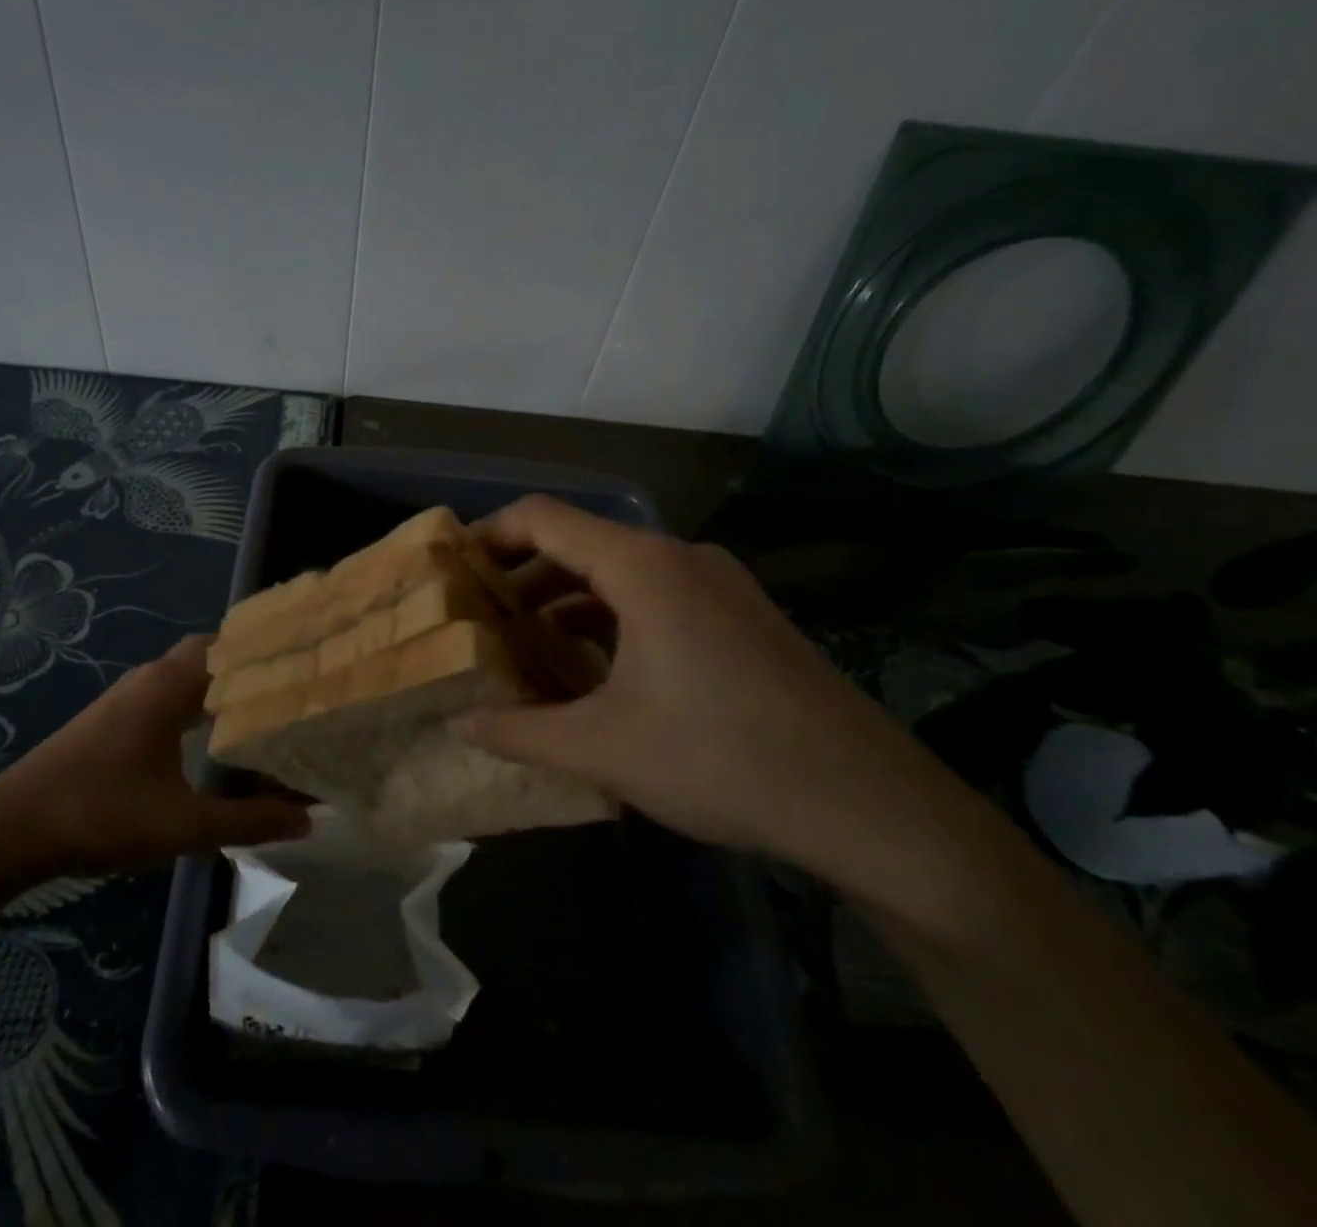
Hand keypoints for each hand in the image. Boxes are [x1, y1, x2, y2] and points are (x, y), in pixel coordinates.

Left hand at [0, 636, 309, 884]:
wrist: (12, 829)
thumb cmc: (101, 813)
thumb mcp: (183, 824)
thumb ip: (247, 819)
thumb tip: (306, 818)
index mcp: (170, 685)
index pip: (231, 648)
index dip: (270, 652)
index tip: (310, 662)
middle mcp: (152, 676)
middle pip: (211, 652)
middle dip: (249, 665)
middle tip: (293, 685)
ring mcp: (129, 694)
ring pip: (188, 671)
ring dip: (222, 682)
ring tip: (266, 705)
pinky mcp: (115, 715)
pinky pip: (170, 690)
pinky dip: (199, 698)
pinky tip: (213, 730)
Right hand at [455, 496, 951, 875]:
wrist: (870, 805)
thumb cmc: (721, 758)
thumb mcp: (604, 748)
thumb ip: (520, 731)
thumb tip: (458, 724)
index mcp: (642, 567)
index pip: (543, 518)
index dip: (489, 534)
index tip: (453, 567)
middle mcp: (681, 558)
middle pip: (580, 544)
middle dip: (523, 578)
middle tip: (480, 618)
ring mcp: (720, 585)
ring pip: (620, 574)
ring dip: (568, 602)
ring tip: (528, 647)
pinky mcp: (743, 617)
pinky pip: (658, 598)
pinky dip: (612, 619)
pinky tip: (595, 670)